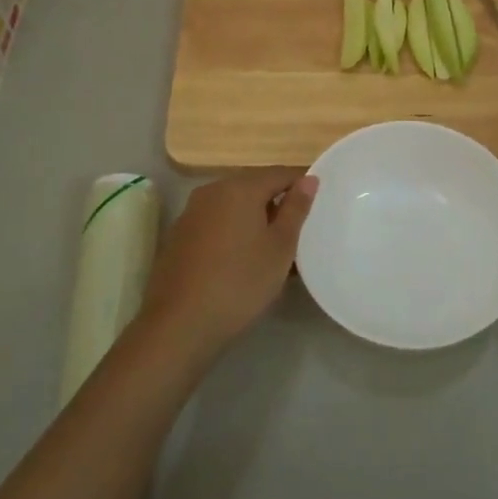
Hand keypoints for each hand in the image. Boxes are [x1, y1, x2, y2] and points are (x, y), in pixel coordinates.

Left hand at [140, 169, 317, 356]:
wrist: (180, 324)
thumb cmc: (240, 282)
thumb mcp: (280, 247)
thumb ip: (296, 209)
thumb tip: (309, 179)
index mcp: (240, 188)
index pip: (280, 173)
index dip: (301, 185)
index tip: (318, 204)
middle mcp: (212, 190)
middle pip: (254, 186)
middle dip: (277, 202)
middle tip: (298, 230)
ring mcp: (191, 212)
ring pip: (233, 205)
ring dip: (254, 218)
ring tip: (272, 247)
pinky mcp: (179, 235)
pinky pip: (215, 222)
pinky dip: (233, 231)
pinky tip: (241, 259)